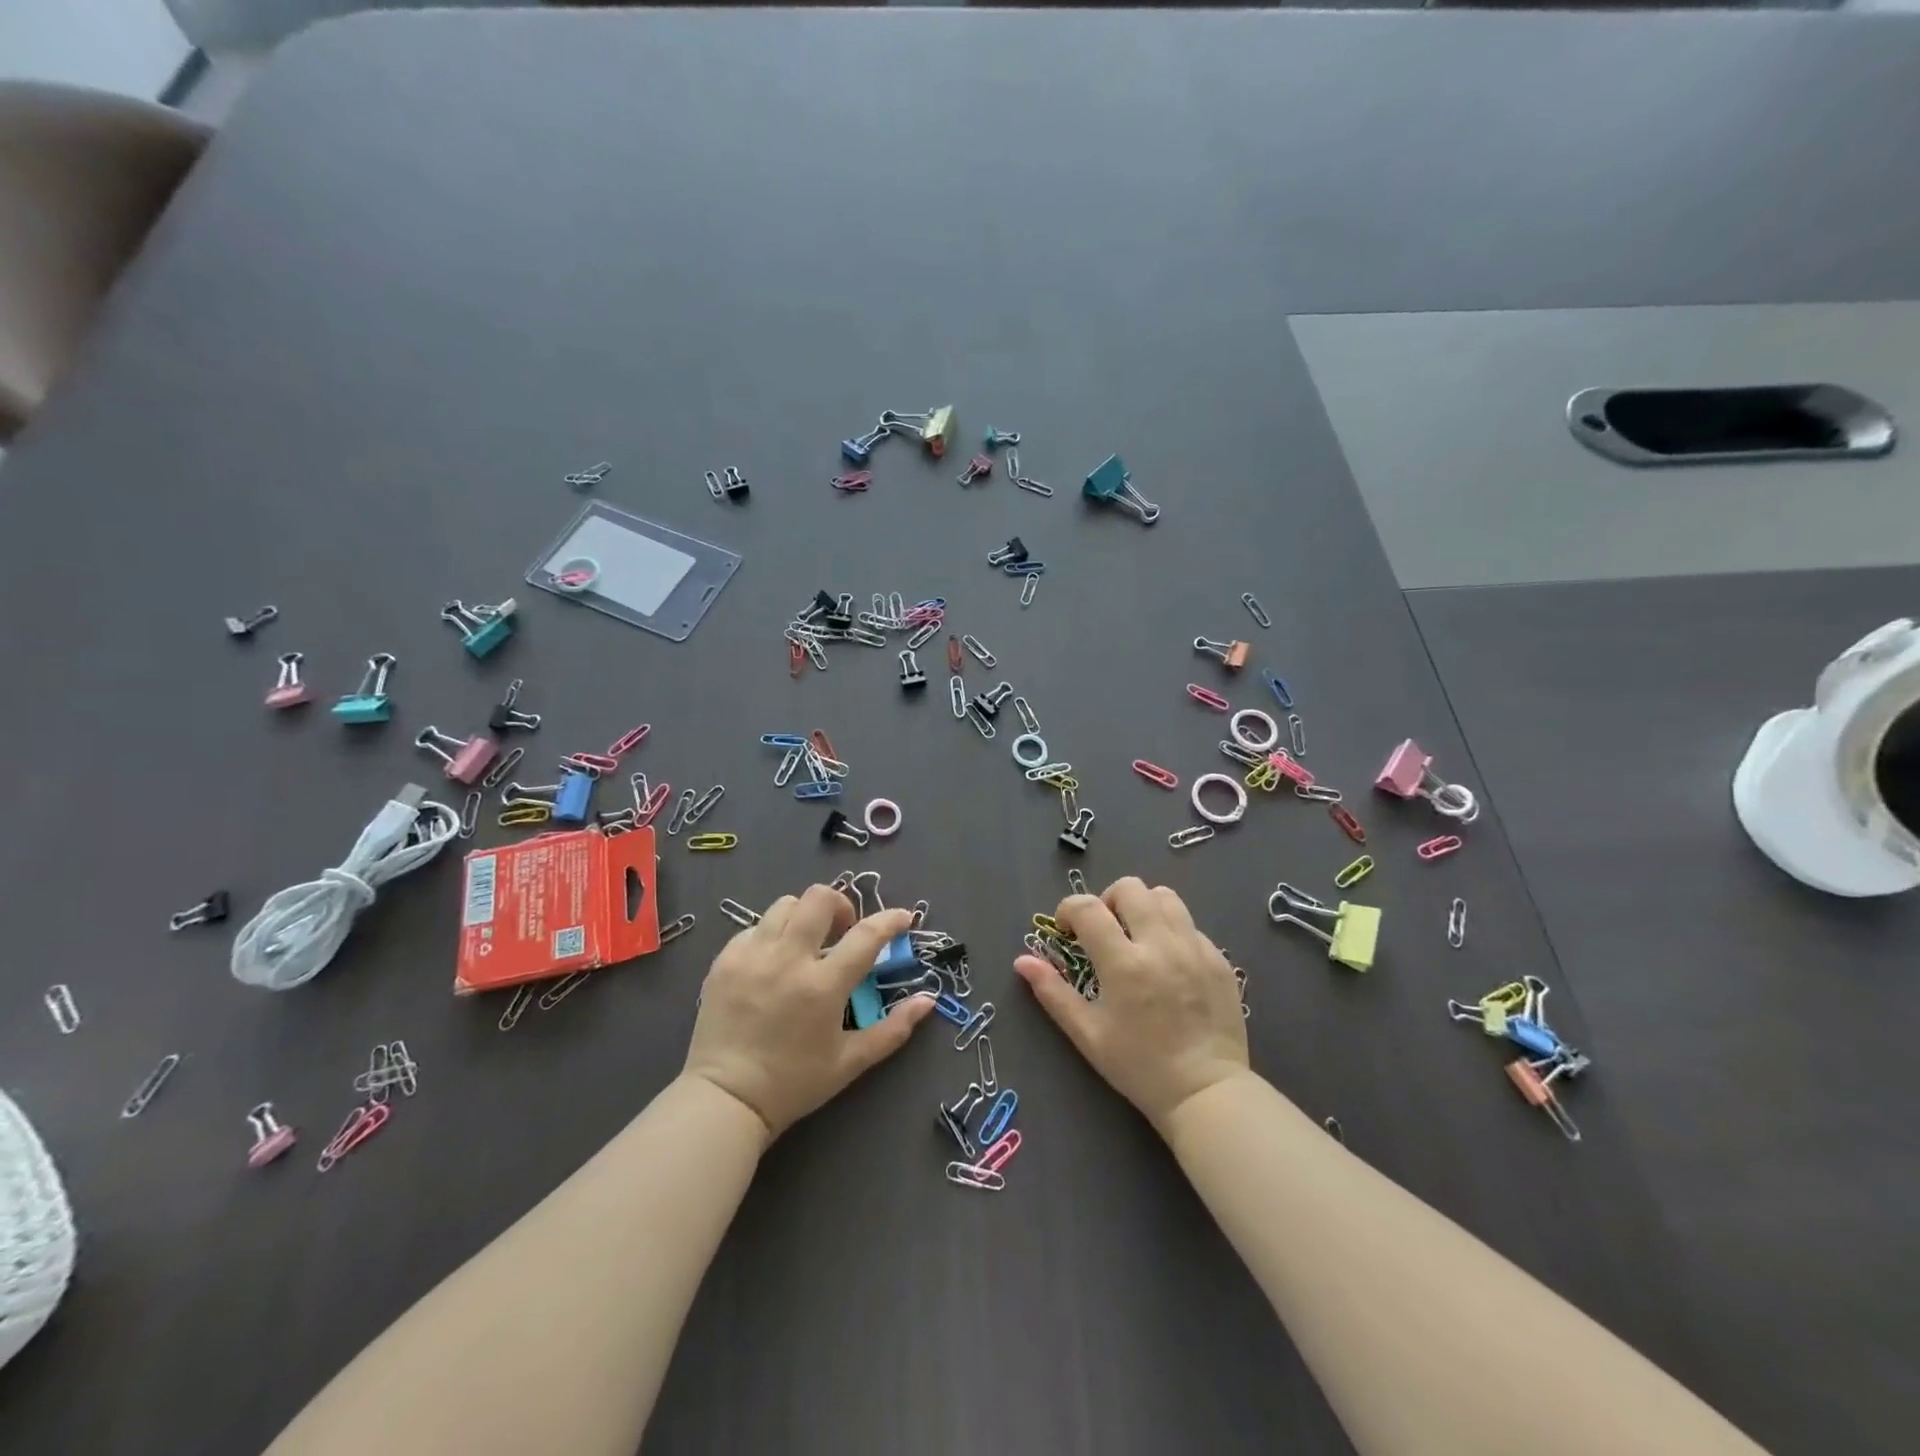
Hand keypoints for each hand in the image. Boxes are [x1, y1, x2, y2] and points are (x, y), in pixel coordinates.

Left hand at [684, 885, 933, 1139]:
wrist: (725, 1100)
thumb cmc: (794, 1083)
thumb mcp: (850, 1062)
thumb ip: (893, 1029)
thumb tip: (928, 1000)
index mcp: (823, 986)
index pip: (866, 935)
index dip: (891, 919)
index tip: (903, 917)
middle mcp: (788, 960)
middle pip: (819, 898)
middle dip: (841, 905)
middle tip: (844, 930)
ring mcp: (752, 956)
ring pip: (785, 905)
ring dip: (805, 915)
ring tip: (807, 942)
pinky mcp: (725, 960)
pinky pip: (754, 928)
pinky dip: (771, 935)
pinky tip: (774, 960)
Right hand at [1014, 876, 1248, 1131]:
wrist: (1205, 1093)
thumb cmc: (1138, 1066)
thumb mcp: (1087, 1034)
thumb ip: (1052, 992)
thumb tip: (1022, 960)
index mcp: (1124, 964)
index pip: (1088, 908)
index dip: (1069, 909)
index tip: (1066, 929)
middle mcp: (1160, 945)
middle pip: (1130, 888)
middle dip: (1107, 900)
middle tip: (1103, 930)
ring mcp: (1194, 949)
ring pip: (1164, 896)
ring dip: (1142, 906)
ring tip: (1137, 936)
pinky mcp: (1218, 959)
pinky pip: (1190, 924)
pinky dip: (1171, 930)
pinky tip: (1167, 961)